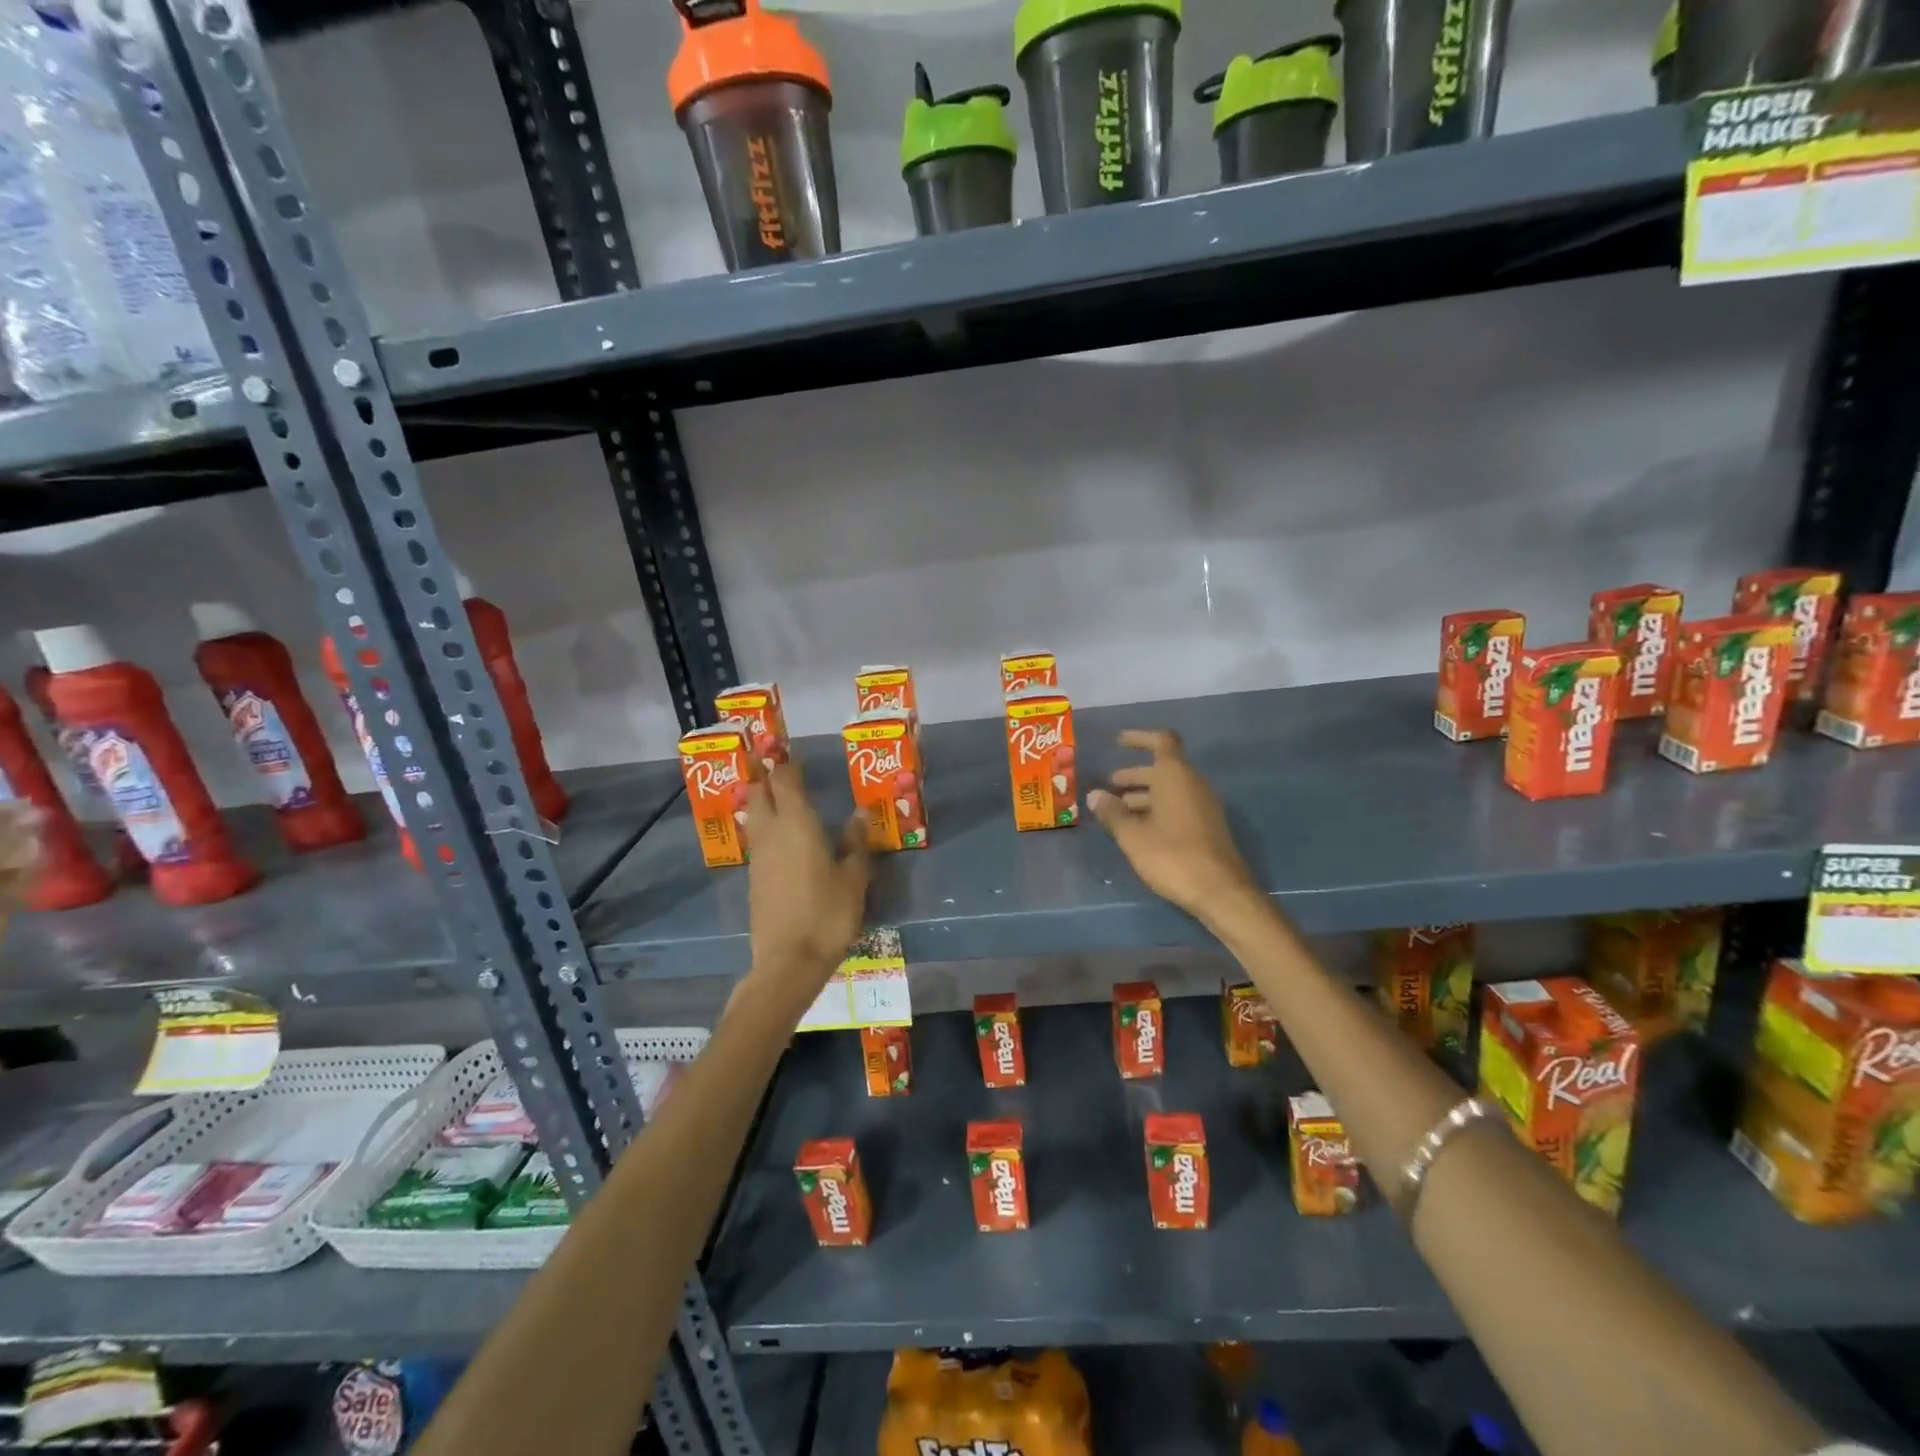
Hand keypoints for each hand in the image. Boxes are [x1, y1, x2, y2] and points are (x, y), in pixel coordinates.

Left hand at [742, 758, 870, 1008]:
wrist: (788, 961)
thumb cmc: (828, 914)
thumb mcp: (854, 878)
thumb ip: (856, 842)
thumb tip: (860, 814)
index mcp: (797, 824)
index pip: (785, 781)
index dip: (788, 765)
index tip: (795, 757)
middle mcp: (772, 833)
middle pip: (760, 794)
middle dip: (768, 780)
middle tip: (784, 775)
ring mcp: (758, 857)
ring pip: (755, 817)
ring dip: (764, 804)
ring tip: (784, 804)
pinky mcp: (753, 878)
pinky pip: (758, 842)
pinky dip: (766, 831)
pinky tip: (783, 842)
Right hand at [1088, 730, 1256, 926]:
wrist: (1220, 892)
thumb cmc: (1172, 856)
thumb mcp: (1133, 836)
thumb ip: (1113, 813)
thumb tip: (1095, 795)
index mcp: (1176, 776)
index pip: (1161, 741)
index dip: (1139, 738)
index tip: (1118, 742)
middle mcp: (1193, 784)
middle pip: (1162, 768)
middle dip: (1133, 775)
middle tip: (1107, 787)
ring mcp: (1203, 806)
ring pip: (1169, 789)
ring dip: (1143, 795)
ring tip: (1116, 812)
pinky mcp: (1207, 826)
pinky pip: (1178, 805)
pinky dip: (1156, 809)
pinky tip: (1138, 829)